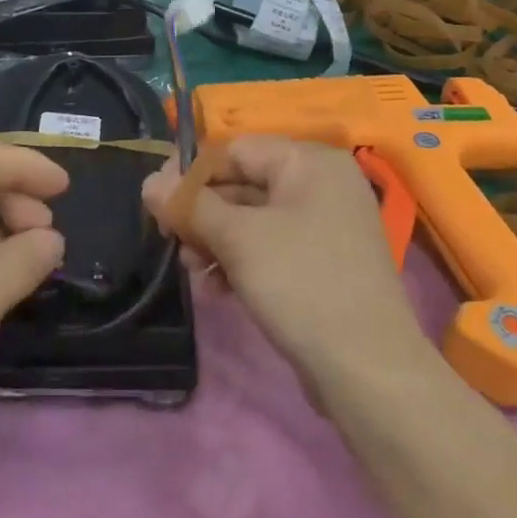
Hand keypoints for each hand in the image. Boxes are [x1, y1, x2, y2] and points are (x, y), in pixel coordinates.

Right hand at [142, 138, 434, 395]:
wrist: (366, 367)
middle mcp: (321, 185)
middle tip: (169, 241)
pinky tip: (215, 291)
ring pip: (253, 220)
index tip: (155, 200)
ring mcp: (324, 226)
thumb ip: (191, 205)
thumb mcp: (239, 238)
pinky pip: (269, 248)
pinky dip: (240, 262)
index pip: (236, 150)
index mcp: (311, 162)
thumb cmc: (301, 284)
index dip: (191, 172)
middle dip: (202, 213)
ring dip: (215, 242)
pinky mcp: (320, 263)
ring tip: (192, 272)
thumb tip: (150, 181)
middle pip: (243, 184)